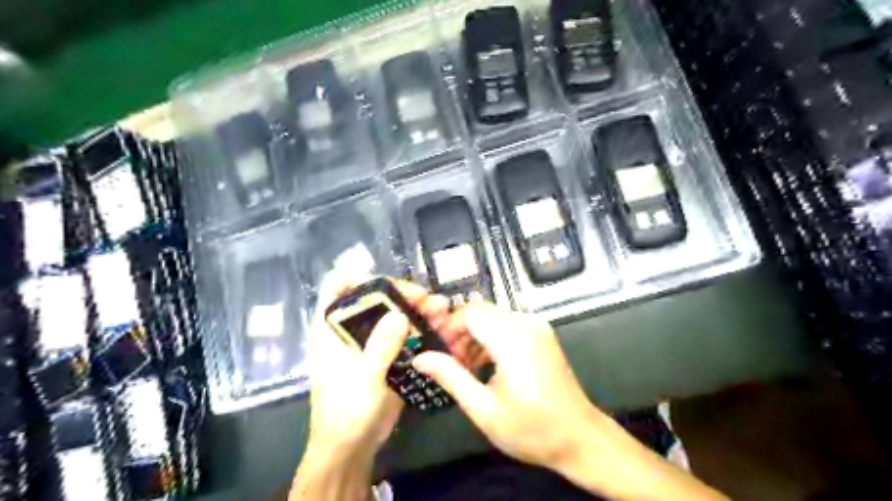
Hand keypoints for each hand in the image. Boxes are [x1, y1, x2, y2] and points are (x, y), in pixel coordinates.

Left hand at [310, 273, 453, 458]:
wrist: (352, 449)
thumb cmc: (346, 413)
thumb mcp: (363, 378)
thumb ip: (381, 345)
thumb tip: (400, 313)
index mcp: (331, 329)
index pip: (336, 288)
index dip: (358, 277)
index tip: (387, 282)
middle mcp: (351, 329)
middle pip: (374, 298)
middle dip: (401, 294)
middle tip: (427, 298)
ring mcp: (371, 342)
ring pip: (394, 315)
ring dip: (417, 310)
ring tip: (441, 309)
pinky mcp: (387, 355)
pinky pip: (405, 334)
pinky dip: (422, 329)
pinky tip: (441, 327)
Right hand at [412, 300, 609, 468]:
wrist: (579, 437)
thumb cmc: (531, 428)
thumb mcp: (484, 409)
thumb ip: (450, 377)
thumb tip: (420, 358)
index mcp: (513, 339)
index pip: (470, 313)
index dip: (449, 327)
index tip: (440, 352)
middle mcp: (526, 324)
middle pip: (481, 311)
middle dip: (460, 331)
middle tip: (452, 362)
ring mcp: (537, 326)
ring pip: (493, 316)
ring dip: (475, 334)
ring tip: (467, 366)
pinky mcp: (541, 333)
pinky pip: (507, 323)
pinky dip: (491, 336)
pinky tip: (487, 362)